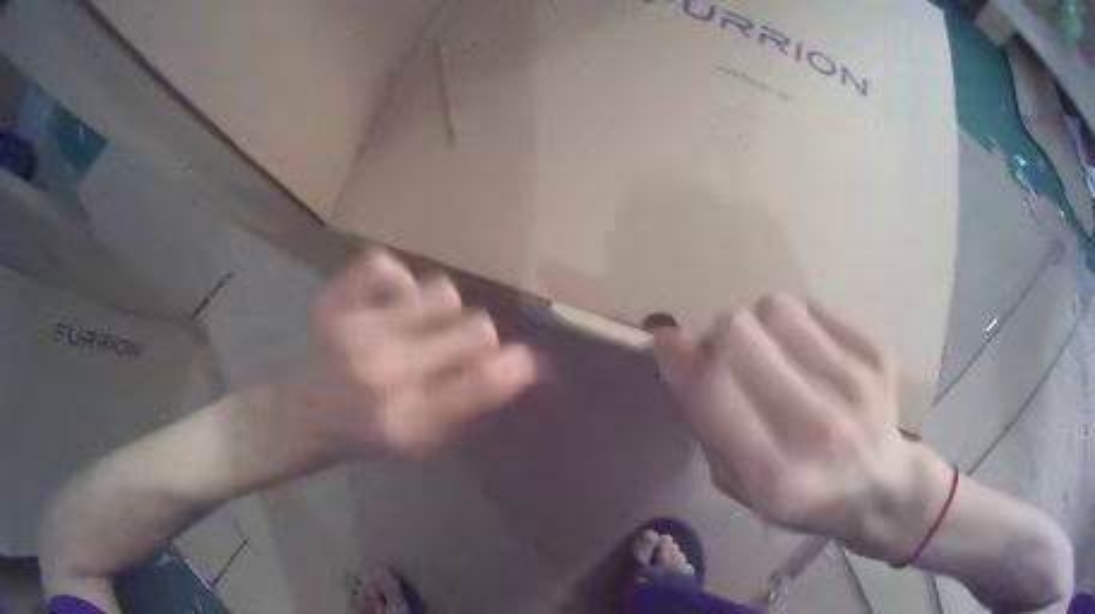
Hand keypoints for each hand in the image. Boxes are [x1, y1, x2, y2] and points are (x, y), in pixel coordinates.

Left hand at [292, 250, 538, 459]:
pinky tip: (389, 304)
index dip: (515, 367)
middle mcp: (383, 369)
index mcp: (410, 418)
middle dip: (476, 339)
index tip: (524, 361)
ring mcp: (354, 329)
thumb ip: (475, 405)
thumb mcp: (428, 439)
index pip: (482, 383)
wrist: (311, 416)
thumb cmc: (375, 433)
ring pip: (440, 291)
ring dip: (440, 310)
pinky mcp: (332, 302)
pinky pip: (383, 265)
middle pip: (475, 328)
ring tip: (419, 326)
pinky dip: (395, 281)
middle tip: (453, 349)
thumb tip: (525, 366)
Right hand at [653, 293, 947, 559]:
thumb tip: (681, 354)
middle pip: (740, 333)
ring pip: (777, 308)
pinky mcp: (878, 354)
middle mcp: (818, 428)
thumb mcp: (743, 489)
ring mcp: (856, 385)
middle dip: (721, 335)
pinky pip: (816, 307)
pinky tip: (812, 352)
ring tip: (775, 351)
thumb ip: (709, 427)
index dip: (680, 355)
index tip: (666, 337)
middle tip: (731, 354)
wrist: (881, 485)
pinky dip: (802, 324)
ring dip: (762, 325)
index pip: (712, 390)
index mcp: (775, 476)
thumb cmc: (804, 497)